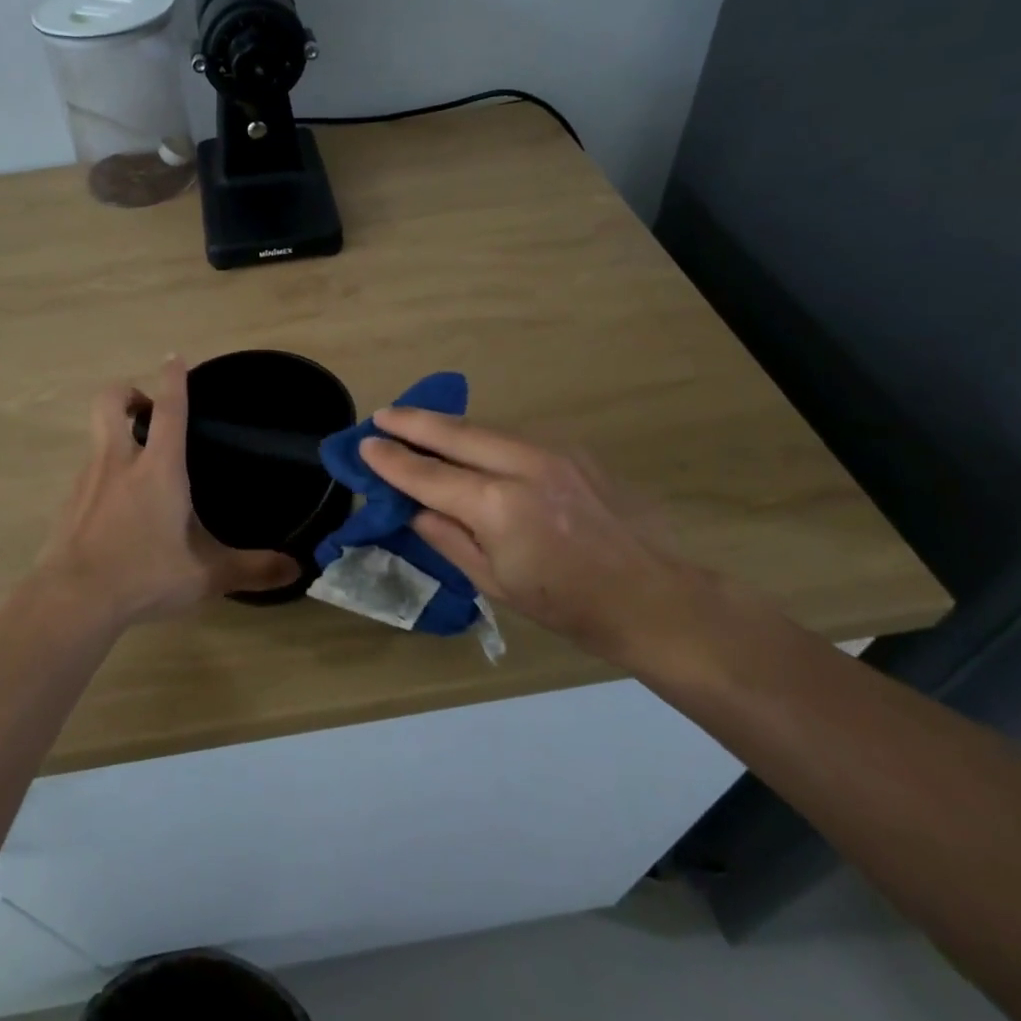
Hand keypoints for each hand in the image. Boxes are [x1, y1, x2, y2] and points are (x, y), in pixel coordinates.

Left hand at [32, 358, 298, 628]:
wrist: (72, 601)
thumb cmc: (144, 575)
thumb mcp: (207, 576)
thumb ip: (253, 569)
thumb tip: (297, 569)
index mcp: (158, 468)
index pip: (169, 408)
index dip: (174, 379)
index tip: (174, 357)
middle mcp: (119, 462)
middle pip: (111, 401)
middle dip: (127, 391)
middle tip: (147, 409)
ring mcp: (86, 481)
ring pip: (97, 437)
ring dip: (116, 435)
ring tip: (139, 468)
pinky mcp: (67, 504)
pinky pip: (87, 474)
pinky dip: (103, 476)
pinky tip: (117, 510)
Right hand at [359, 408, 723, 668]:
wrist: (655, 596)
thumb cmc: (569, 605)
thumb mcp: (496, 583)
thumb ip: (449, 537)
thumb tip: (413, 507)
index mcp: (499, 507)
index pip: (429, 476)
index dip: (393, 461)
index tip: (365, 446)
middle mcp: (523, 466)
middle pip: (455, 433)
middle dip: (414, 422)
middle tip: (383, 415)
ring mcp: (554, 452)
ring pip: (486, 428)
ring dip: (448, 425)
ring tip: (418, 423)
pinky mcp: (575, 451)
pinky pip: (515, 437)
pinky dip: (484, 437)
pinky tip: (471, 444)